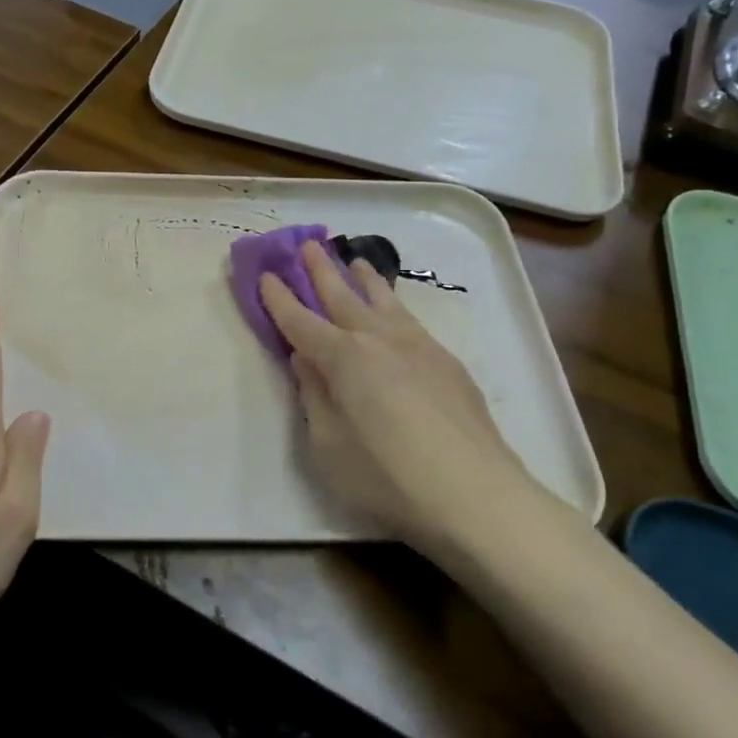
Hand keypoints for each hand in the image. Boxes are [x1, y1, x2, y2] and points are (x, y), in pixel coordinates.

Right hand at [259, 241, 565, 560]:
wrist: (473, 493)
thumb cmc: (385, 476)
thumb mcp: (327, 445)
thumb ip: (314, 397)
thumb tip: (305, 361)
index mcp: (342, 358)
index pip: (300, 321)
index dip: (279, 299)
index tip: (265, 275)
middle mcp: (378, 340)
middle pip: (342, 296)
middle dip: (321, 271)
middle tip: (308, 244)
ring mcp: (418, 346)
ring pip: (384, 301)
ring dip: (364, 279)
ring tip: (355, 261)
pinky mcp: (447, 362)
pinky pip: (409, 319)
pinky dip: (393, 304)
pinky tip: (394, 311)